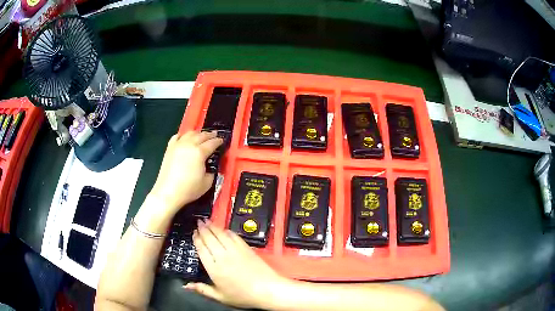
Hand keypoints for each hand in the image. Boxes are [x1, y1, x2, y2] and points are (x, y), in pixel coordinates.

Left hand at [149, 131, 222, 213]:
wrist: (168, 192)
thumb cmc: (189, 189)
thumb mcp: (207, 183)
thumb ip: (212, 171)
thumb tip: (211, 166)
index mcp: (200, 152)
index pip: (212, 143)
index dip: (218, 141)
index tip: (222, 141)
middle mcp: (189, 145)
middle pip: (201, 135)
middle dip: (210, 134)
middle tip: (215, 135)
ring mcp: (178, 145)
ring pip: (190, 133)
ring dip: (198, 133)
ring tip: (201, 135)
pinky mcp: (169, 148)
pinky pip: (177, 137)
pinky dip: (183, 136)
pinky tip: (185, 138)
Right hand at [185, 220, 291, 308]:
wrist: (267, 290)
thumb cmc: (243, 296)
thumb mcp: (220, 297)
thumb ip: (202, 289)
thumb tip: (186, 286)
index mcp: (214, 268)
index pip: (201, 249)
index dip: (197, 239)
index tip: (194, 233)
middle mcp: (223, 256)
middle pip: (210, 238)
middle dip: (203, 229)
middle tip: (198, 222)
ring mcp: (235, 250)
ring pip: (221, 234)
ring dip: (213, 226)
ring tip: (207, 221)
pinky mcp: (246, 248)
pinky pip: (234, 236)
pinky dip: (227, 230)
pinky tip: (224, 228)